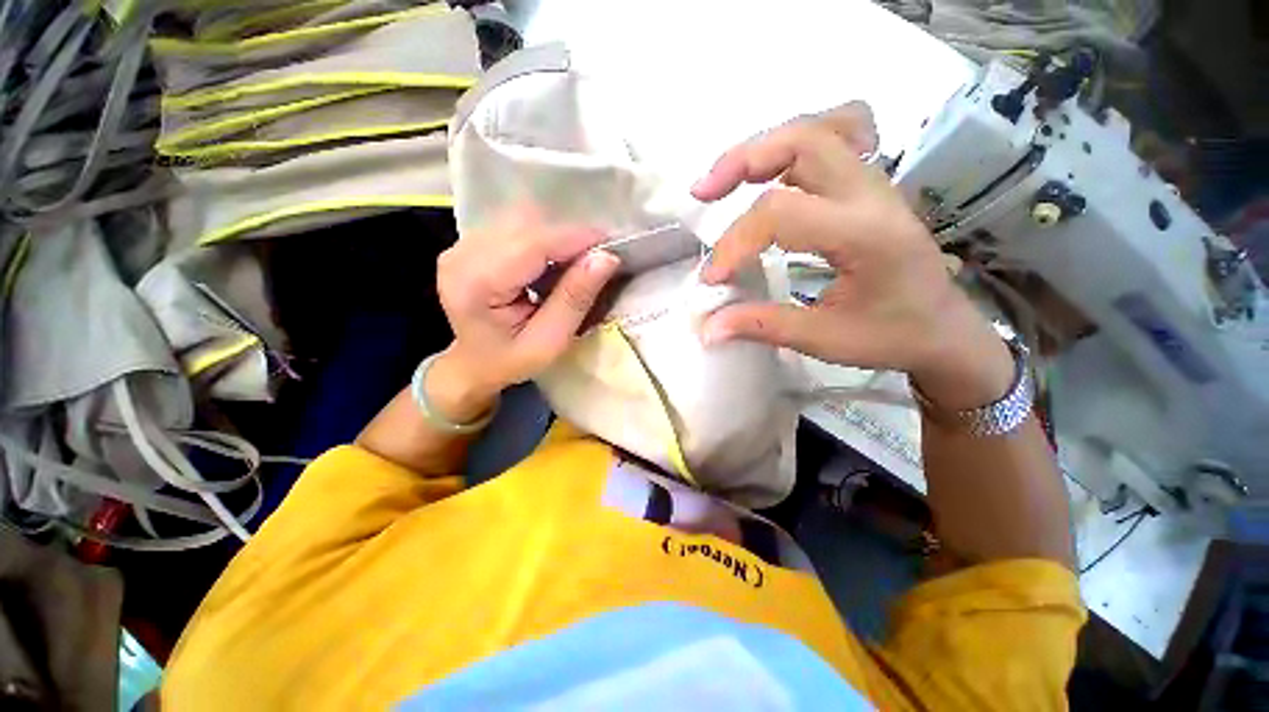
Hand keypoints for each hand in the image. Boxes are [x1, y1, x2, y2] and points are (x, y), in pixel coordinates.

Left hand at [430, 206, 619, 420]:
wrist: (473, 364)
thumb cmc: (511, 360)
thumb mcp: (550, 341)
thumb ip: (575, 299)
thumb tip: (606, 257)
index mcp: (478, 283)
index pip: (533, 244)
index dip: (576, 238)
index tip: (612, 245)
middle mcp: (462, 254)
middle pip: (527, 225)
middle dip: (569, 237)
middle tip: (598, 258)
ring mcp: (462, 244)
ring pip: (522, 219)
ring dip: (556, 236)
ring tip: (576, 261)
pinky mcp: (470, 241)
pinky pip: (515, 225)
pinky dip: (543, 237)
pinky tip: (552, 260)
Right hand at [694, 102, 1012, 409]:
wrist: (944, 330)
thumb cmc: (891, 337)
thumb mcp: (824, 339)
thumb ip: (762, 326)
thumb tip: (707, 328)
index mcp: (865, 234)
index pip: (781, 213)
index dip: (734, 243)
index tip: (711, 279)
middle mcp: (871, 194)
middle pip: (802, 140)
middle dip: (741, 162)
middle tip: (703, 195)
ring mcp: (874, 183)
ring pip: (817, 129)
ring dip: (763, 148)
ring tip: (726, 181)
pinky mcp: (868, 186)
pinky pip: (833, 139)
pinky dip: (794, 146)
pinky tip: (774, 171)